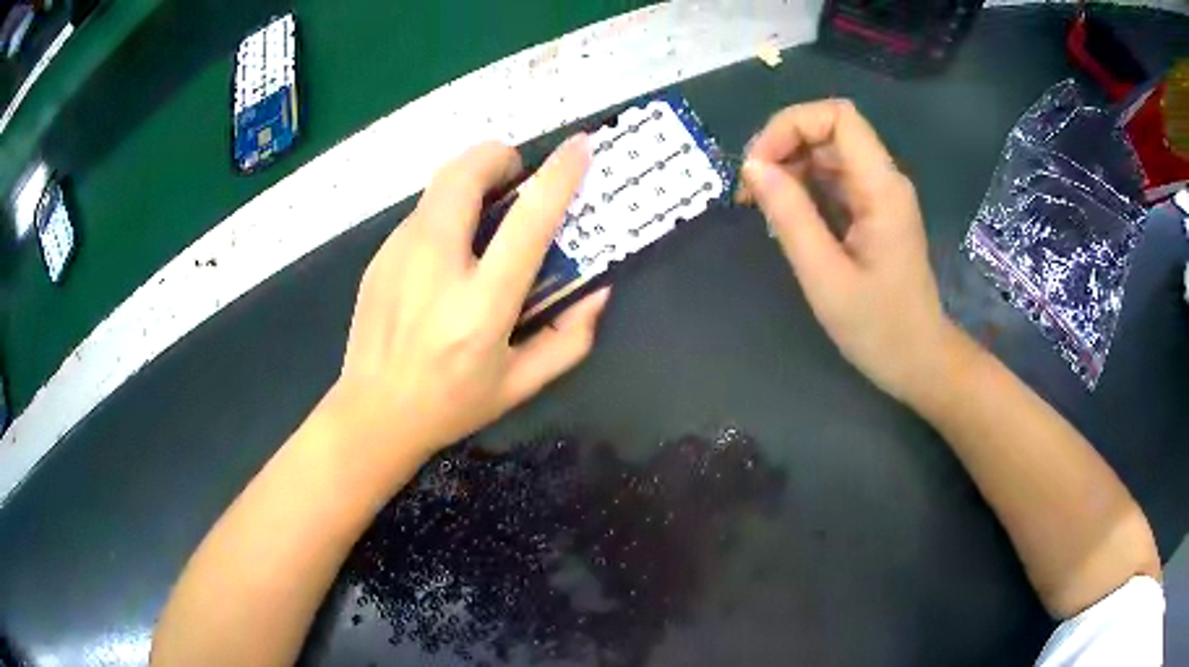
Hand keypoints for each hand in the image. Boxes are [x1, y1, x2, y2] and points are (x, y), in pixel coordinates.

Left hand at [328, 136, 609, 463]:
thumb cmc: (451, 405)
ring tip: (487, 209)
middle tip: (517, 175)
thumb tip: (597, 291)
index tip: (580, 147)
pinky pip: (421, 212)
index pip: (527, 223)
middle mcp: (435, 268)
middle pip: (464, 174)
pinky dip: (446, 209)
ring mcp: (398, 256)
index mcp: (481, 307)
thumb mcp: (521, 385)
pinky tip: (449, 249)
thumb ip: (569, 339)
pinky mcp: (379, 256)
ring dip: (471, 179)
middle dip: (498, 156)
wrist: (372, 414)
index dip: (558, 177)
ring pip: (439, 184)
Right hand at [740, 100, 950, 403]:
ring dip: (789, 170)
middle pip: (828, 130)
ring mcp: (879, 195)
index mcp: (881, 188)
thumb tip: (753, 167)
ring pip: (826, 153)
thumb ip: (790, 216)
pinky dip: (802, 190)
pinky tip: (786, 221)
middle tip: (751, 193)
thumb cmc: (877, 328)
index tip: (759, 165)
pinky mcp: (872, 211)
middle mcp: (883, 180)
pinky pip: (832, 180)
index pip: (838, 116)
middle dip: (783, 148)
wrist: (918, 360)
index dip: (791, 125)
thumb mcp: (825, 276)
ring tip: (763, 210)